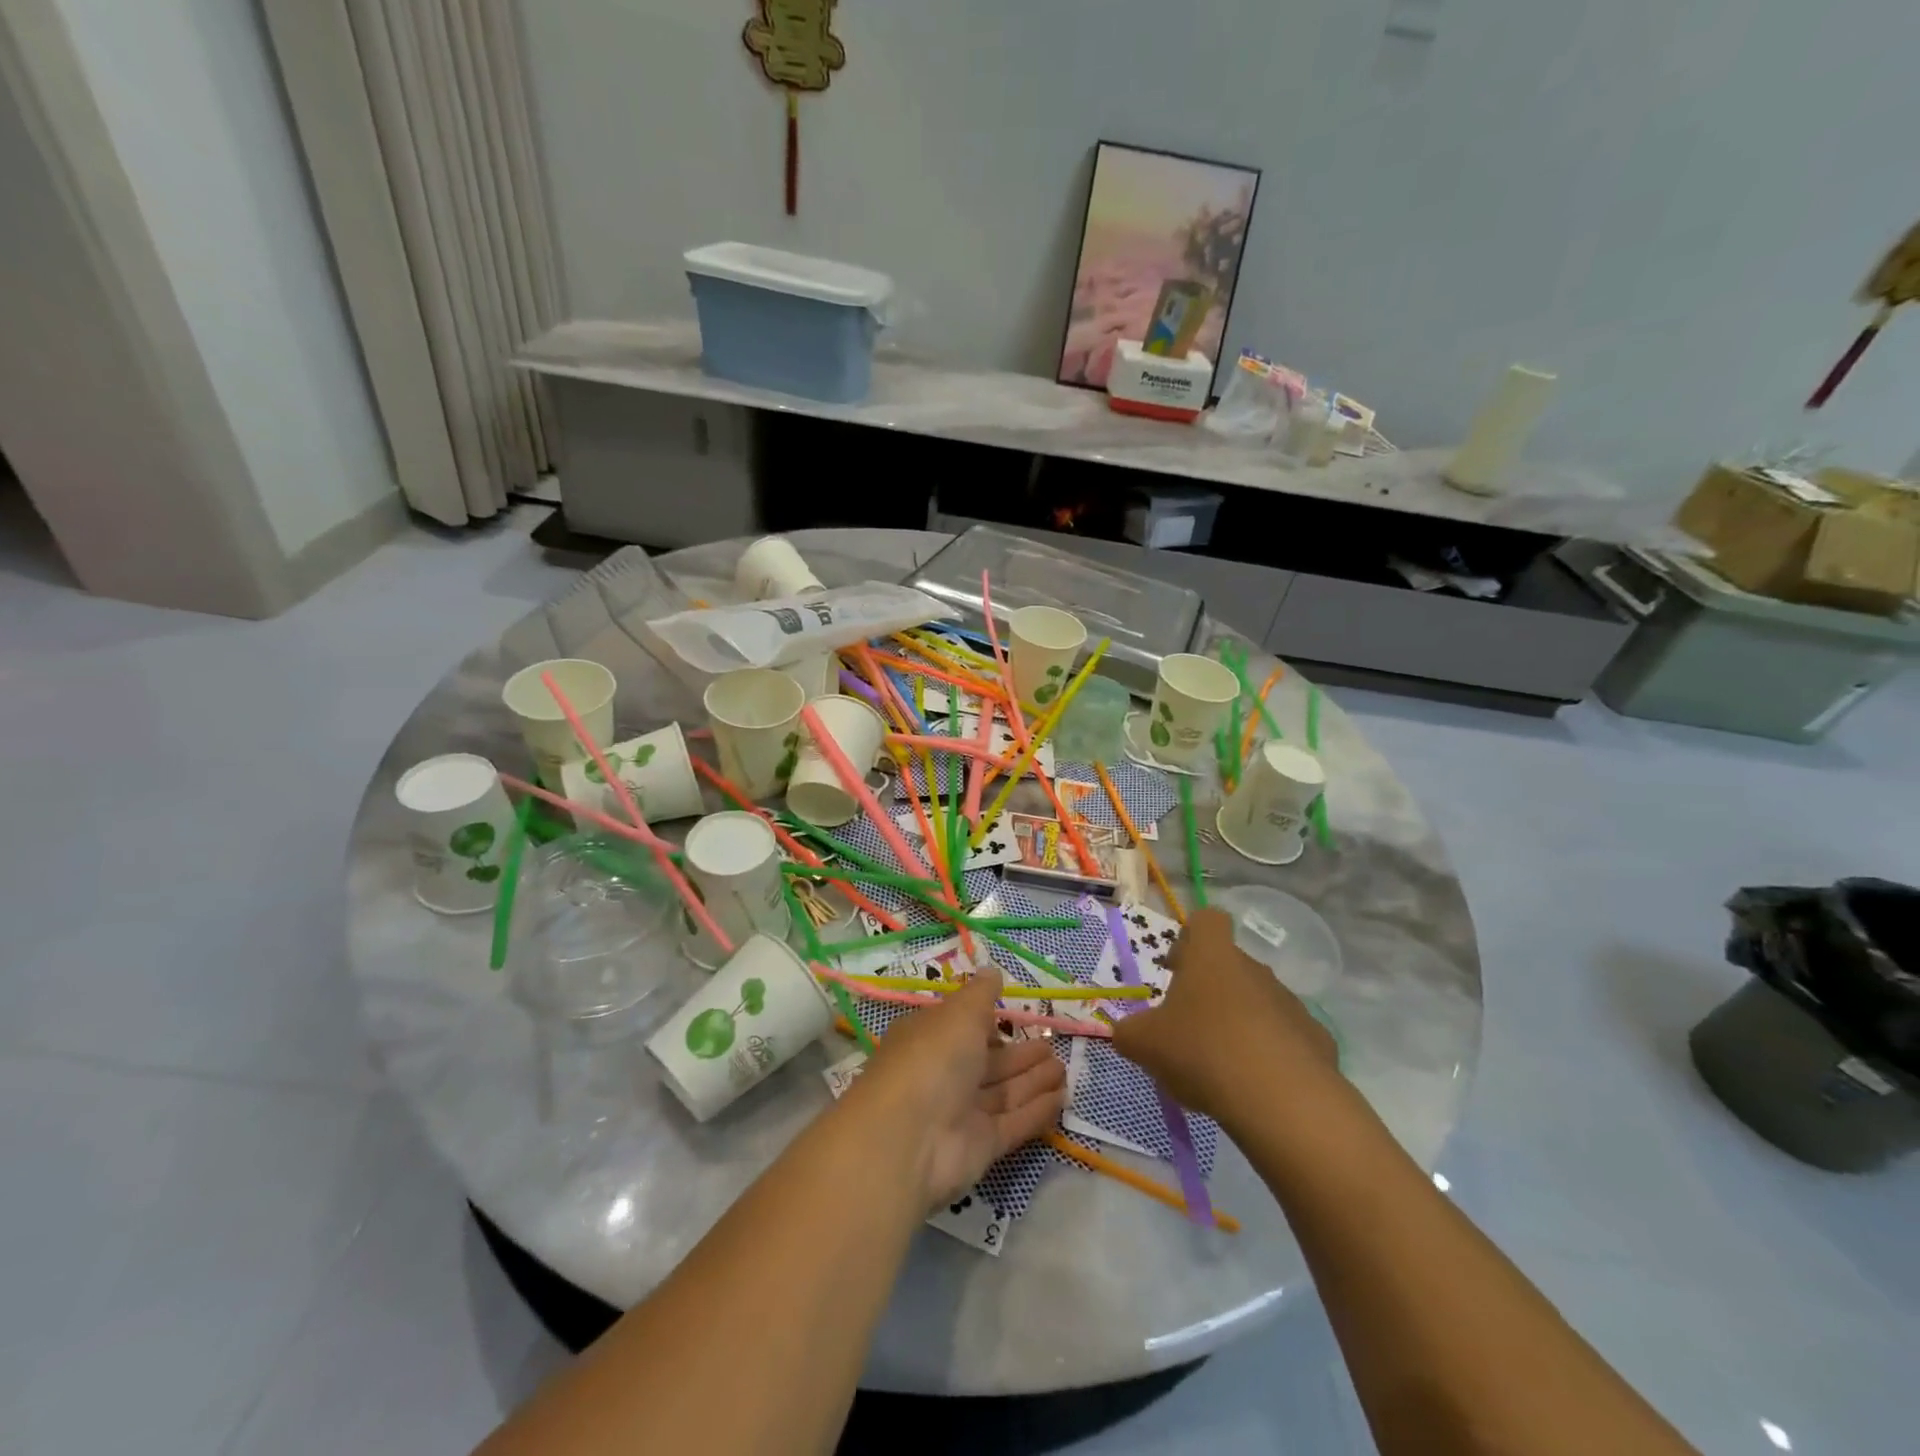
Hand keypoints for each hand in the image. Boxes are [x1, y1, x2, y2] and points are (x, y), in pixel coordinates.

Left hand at [844, 967, 1067, 1208]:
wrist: (910, 1138)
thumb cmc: (932, 1058)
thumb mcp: (959, 1012)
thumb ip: (981, 994)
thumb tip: (992, 970)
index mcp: (930, 1037)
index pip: (963, 1026)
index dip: (989, 1022)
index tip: (1018, 1015)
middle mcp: (944, 1073)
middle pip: (989, 1061)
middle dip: (1021, 1053)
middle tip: (1053, 1044)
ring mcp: (962, 1111)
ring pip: (1004, 1091)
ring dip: (1034, 1079)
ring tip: (1065, 1068)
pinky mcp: (980, 1145)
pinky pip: (1014, 1121)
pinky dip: (1037, 1110)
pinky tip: (1062, 1099)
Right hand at [1113, 907, 1337, 1133]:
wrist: (1283, 1101)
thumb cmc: (1202, 1051)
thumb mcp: (1145, 1044)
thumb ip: (1129, 1033)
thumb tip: (1127, 1033)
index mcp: (1212, 956)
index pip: (1207, 920)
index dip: (1190, 938)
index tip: (1176, 969)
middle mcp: (1254, 968)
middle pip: (1230, 965)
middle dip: (1210, 991)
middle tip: (1190, 1028)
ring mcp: (1290, 1003)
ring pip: (1258, 1002)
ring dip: (1240, 1023)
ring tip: (1222, 1067)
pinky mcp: (1317, 1040)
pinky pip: (1286, 1038)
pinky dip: (1271, 1056)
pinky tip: (1257, 1088)